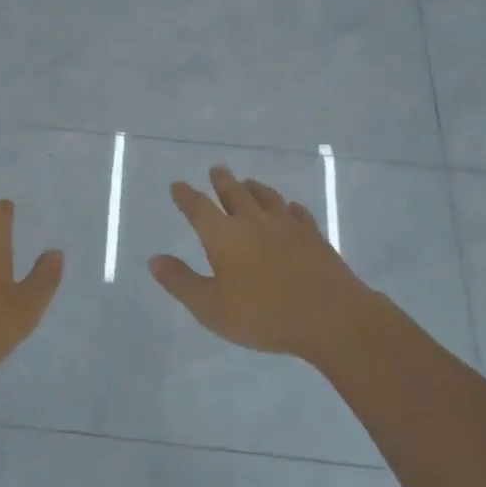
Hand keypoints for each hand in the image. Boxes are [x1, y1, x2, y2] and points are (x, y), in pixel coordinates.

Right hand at [150, 166, 376, 364]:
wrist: (331, 317)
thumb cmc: (263, 315)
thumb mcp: (210, 307)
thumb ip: (180, 281)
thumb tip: (154, 259)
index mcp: (224, 236)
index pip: (199, 208)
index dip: (186, 196)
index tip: (177, 186)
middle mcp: (253, 222)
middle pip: (234, 192)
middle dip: (222, 181)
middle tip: (216, 169)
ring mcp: (287, 226)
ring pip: (267, 197)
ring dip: (253, 187)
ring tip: (248, 182)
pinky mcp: (314, 236)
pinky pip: (297, 212)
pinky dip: (288, 207)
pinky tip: (290, 208)